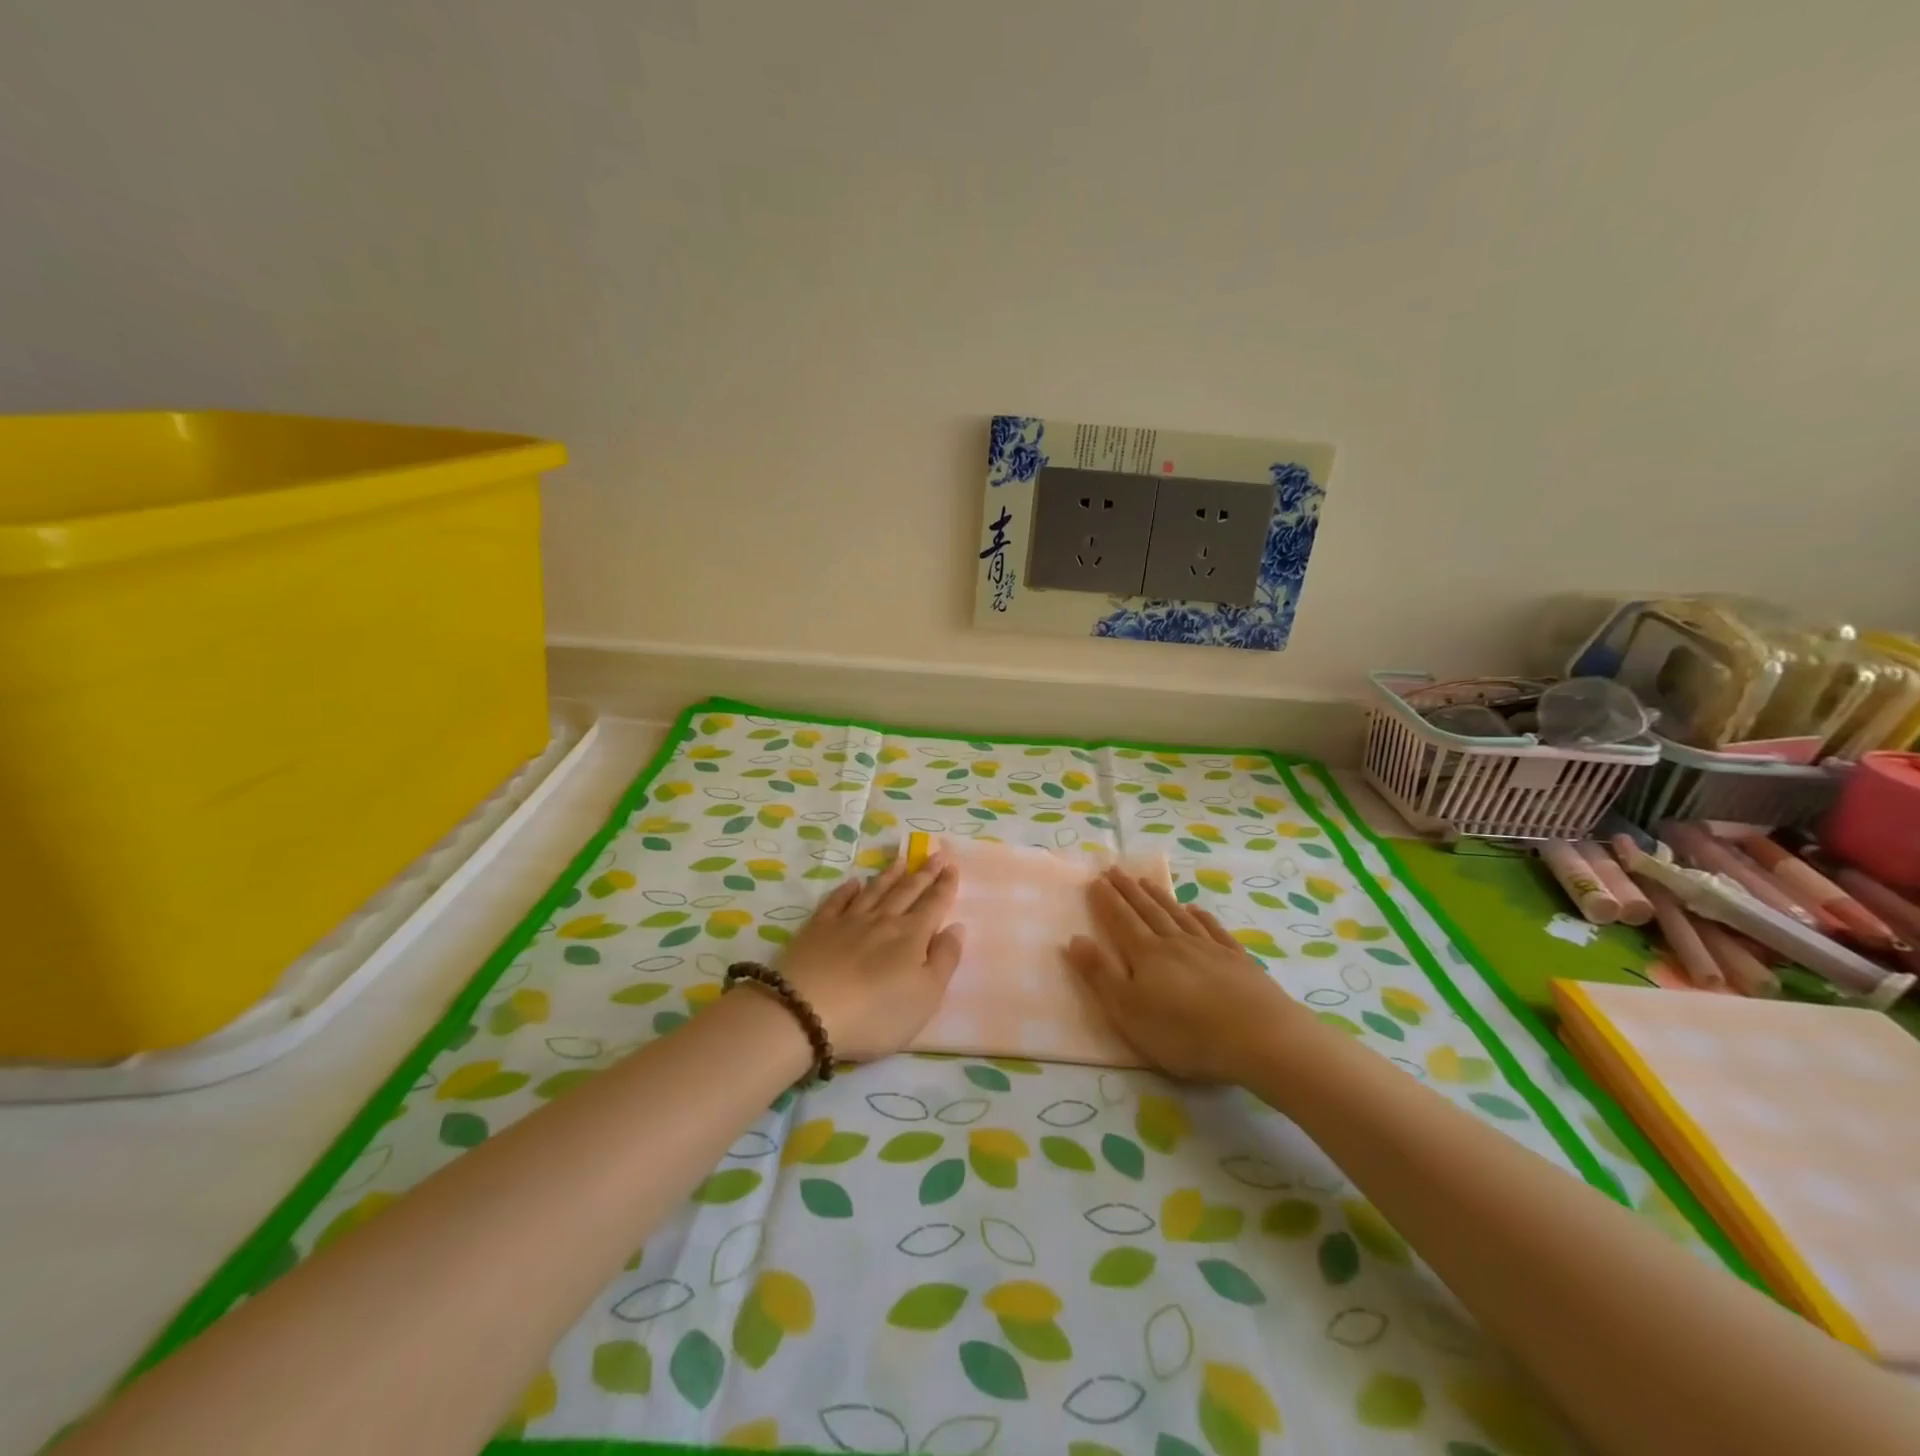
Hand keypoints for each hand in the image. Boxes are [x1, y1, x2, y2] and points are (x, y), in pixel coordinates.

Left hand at [778, 854, 964, 1059]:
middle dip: (923, 873)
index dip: (945, 885)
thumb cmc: (877, 1014)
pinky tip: (853, 882)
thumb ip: (945, 960)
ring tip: (900, 860)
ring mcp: (848, 921)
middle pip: (906, 891)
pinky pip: (837, 901)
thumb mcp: (926, 996)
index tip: (951, 866)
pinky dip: (847, 890)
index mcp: (912, 936)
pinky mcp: (818, 928)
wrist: (807, 1011)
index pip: (934, 904)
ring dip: (889, 875)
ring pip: (874, 891)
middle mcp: (882, 920)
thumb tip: (956, 927)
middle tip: (934, 854)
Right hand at [1066, 867, 1300, 1082]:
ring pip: (1178, 915)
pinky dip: (1201, 916)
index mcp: (1146, 956)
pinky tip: (1196, 909)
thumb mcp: (1129, 1011)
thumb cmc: (1184, 1032)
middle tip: (1115, 870)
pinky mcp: (1239, 961)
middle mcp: (1175, 943)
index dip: (1107, 900)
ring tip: (1146, 882)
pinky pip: (1214, 930)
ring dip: (1160, 897)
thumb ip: (1100, 975)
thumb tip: (1074, 939)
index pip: (1121, 920)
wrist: (1259, 1038)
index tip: (1096, 879)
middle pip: (1148, 911)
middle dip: (1129, 891)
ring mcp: (1210, 949)